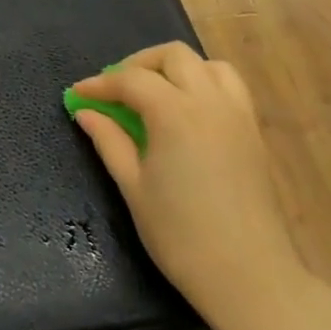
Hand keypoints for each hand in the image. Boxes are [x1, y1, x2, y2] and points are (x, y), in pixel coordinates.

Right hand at [71, 44, 308, 329]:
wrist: (246, 272)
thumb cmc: (178, 233)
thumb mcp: (132, 186)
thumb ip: (109, 141)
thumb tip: (86, 112)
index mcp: (175, 113)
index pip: (131, 80)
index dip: (100, 84)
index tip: (77, 95)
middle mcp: (210, 102)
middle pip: (173, 56)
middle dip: (138, 65)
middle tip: (114, 91)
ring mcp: (237, 114)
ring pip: (207, 65)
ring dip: (175, 69)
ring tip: (151, 95)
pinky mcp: (253, 132)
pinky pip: (229, 87)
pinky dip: (202, 84)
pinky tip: (183, 113)